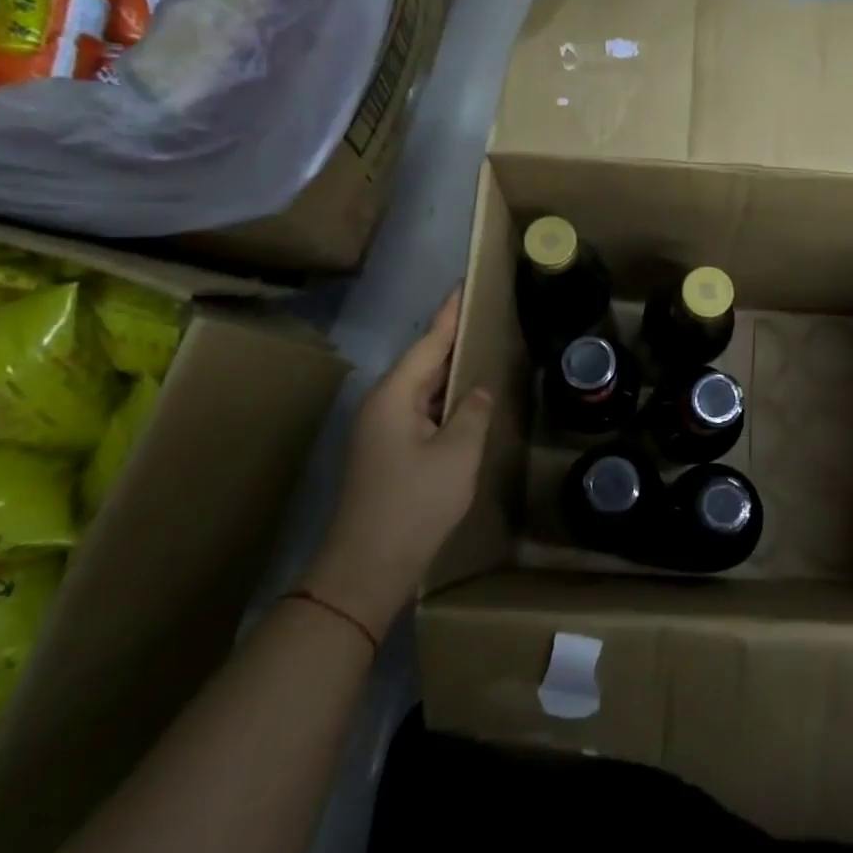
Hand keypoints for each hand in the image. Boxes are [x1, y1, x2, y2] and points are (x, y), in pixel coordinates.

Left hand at [305, 287, 493, 627]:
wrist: (365, 568)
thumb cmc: (414, 504)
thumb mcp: (458, 454)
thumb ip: (473, 412)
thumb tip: (478, 391)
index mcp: (394, 395)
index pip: (429, 342)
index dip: (451, 313)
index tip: (466, 284)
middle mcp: (381, 404)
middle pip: (422, 362)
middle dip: (453, 339)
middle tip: (486, 316)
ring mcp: (379, 430)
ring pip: (420, 389)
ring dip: (449, 372)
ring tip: (482, 351)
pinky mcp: (385, 452)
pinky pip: (418, 411)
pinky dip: (443, 401)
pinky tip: (464, 403)